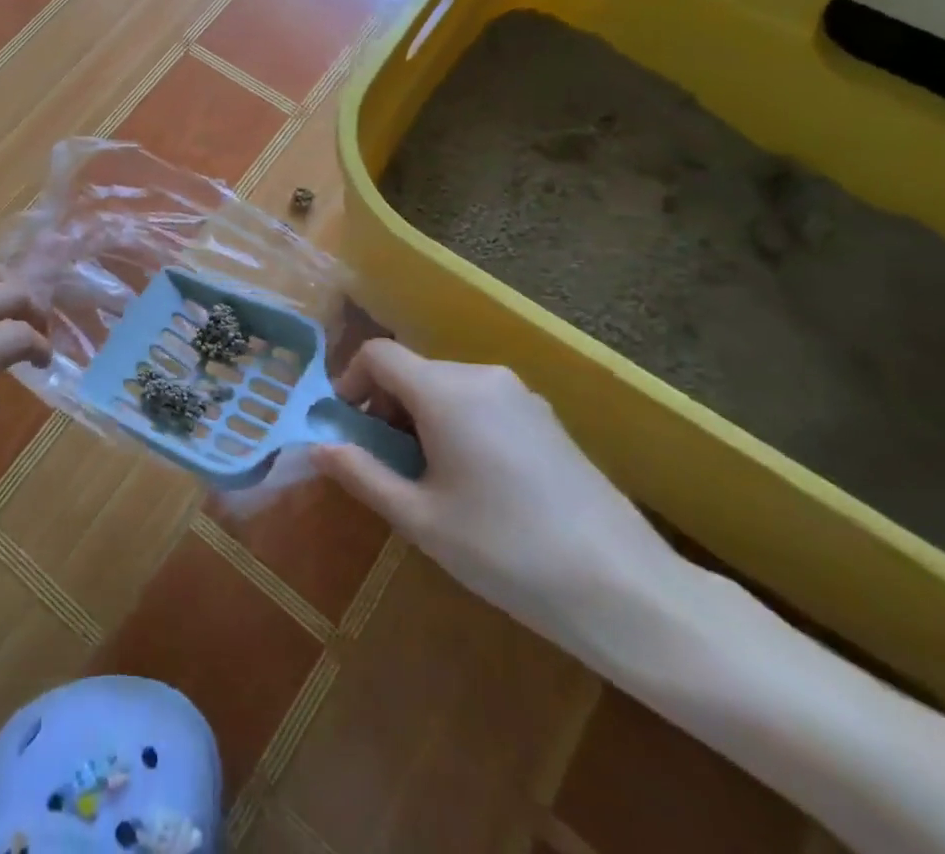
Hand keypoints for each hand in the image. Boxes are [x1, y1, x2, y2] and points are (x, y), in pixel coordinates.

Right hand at [311, 342, 687, 653]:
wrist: (626, 590)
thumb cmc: (506, 551)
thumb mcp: (421, 519)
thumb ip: (362, 474)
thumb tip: (318, 447)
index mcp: (445, 391)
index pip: (378, 355)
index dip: (349, 381)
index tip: (344, 426)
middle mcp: (481, 376)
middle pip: (412, 371)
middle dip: (384, 406)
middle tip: (382, 462)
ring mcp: (521, 395)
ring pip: (446, 388)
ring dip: (419, 418)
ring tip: (426, 478)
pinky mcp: (547, 419)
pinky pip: (481, 403)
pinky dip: (456, 424)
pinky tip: (473, 481)